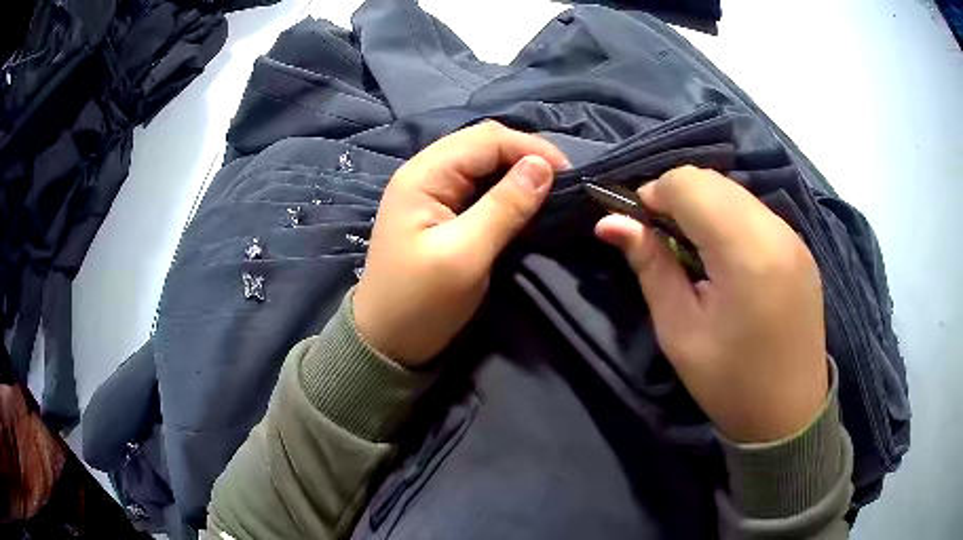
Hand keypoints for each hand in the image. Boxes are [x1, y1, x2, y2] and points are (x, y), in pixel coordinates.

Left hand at [354, 122, 568, 366]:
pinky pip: (478, 184)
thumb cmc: (420, 303)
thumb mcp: (465, 255)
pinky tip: (524, 201)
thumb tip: (544, 166)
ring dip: (517, 170)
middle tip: (563, 183)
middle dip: (526, 155)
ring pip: (482, 162)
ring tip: (550, 190)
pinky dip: (505, 187)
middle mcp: (425, 172)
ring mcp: (430, 191)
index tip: (570, 175)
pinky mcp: (439, 210)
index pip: (485, 139)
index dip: (530, 148)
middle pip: (483, 143)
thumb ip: (505, 207)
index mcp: (424, 175)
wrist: (387, 341)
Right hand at [595, 166, 827, 442]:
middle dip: (678, 196)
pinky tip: (724, 257)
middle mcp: (776, 231)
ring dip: (704, 206)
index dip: (656, 193)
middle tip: (662, 238)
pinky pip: (755, 211)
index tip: (640, 225)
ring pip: (735, 192)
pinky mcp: (801, 247)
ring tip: (692, 249)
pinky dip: (729, 217)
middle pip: (713, 180)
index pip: (690, 184)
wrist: (789, 415)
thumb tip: (610, 222)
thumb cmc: (729, 382)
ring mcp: (794, 237)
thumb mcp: (680, 331)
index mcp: (746, 253)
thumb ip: (650, 266)